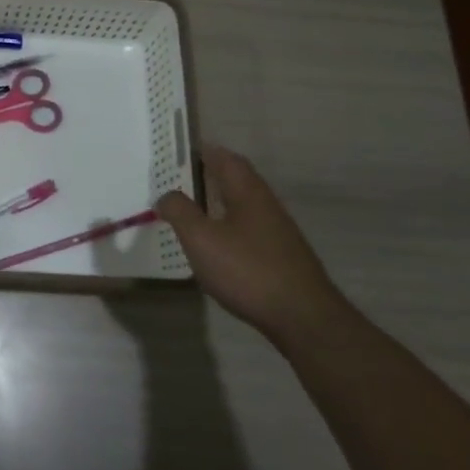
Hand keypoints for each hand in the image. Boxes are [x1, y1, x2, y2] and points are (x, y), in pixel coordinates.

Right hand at [157, 147, 340, 338]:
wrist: (303, 318)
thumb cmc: (247, 270)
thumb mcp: (201, 239)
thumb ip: (180, 212)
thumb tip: (166, 194)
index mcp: (247, 192)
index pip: (226, 158)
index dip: (204, 151)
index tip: (181, 152)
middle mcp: (266, 204)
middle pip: (238, 180)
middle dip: (211, 175)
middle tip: (181, 179)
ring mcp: (278, 232)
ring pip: (244, 205)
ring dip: (220, 201)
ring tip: (193, 210)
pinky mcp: (282, 257)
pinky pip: (250, 229)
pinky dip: (229, 226)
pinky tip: (217, 246)